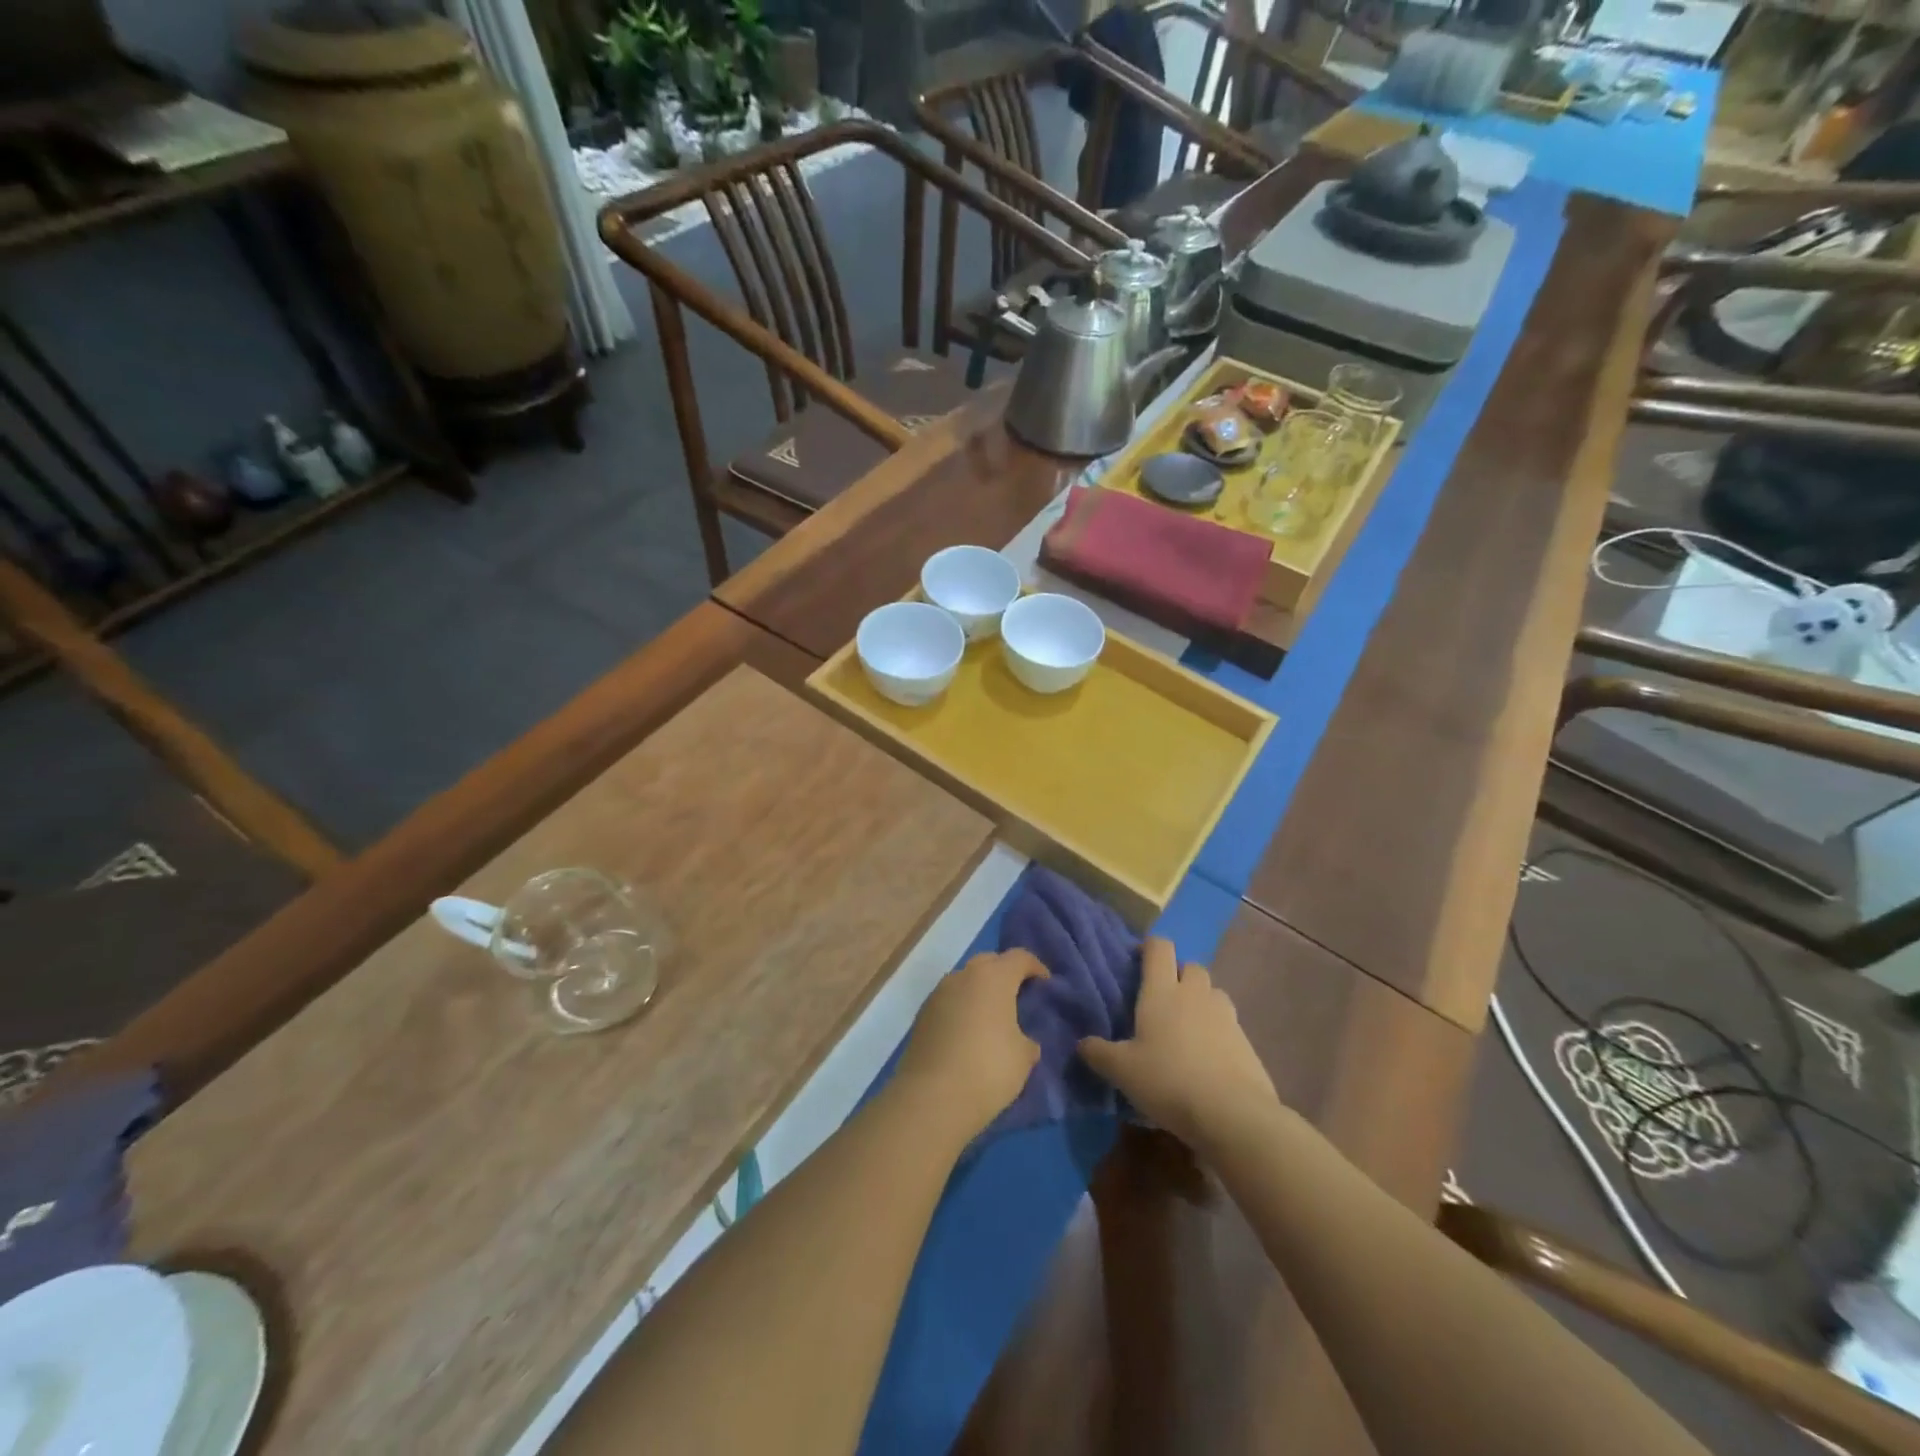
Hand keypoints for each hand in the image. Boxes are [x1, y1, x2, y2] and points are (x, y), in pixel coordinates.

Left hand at [893, 950, 1047, 1142]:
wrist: (932, 1097)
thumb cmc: (988, 1069)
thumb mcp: (1024, 1057)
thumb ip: (1027, 1040)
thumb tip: (1022, 1040)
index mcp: (994, 977)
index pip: (1019, 957)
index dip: (1035, 967)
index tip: (1045, 984)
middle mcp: (964, 975)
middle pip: (989, 962)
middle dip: (1005, 973)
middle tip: (1018, 997)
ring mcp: (939, 993)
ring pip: (966, 980)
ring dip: (980, 991)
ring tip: (992, 1018)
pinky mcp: (922, 1014)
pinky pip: (949, 1001)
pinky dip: (962, 1008)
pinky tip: (968, 1033)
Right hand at [1078, 938, 1278, 1152]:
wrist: (1232, 1114)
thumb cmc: (1168, 1080)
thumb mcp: (1122, 1071)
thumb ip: (1098, 1053)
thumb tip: (1082, 1044)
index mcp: (1162, 991)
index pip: (1159, 948)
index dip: (1149, 948)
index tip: (1138, 962)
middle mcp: (1195, 994)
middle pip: (1190, 966)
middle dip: (1178, 975)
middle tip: (1162, 1000)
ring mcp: (1226, 1016)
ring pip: (1213, 993)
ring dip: (1201, 1001)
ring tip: (1187, 1029)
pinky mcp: (1247, 1041)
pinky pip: (1229, 1024)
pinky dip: (1218, 1032)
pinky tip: (1208, 1059)